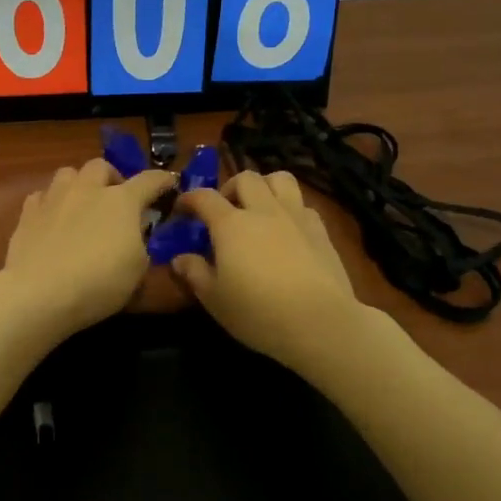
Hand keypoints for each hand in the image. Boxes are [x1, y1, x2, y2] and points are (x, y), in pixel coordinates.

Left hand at [0, 159, 177, 343]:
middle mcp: (87, 189)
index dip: (162, 181)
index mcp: (122, 201)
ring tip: (81, 204)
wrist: (39, 293)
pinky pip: (42, 195)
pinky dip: (51, 203)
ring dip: (79, 184)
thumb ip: (141, 245)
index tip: (169, 184)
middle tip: (115, 199)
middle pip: (102, 166)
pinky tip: (52, 219)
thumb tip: (136, 234)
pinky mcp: (27, 213)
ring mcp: (54, 198)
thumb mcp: (138, 271)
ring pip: (68, 173)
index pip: (150, 180)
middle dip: (112, 178)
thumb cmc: (99, 283)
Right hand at [172, 170, 362, 368]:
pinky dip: (290, 208)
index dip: (189, 199)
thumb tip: (179, 259)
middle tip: (224, 210)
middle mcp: (263, 211)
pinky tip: (287, 230)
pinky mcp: (321, 230)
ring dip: (264, 187)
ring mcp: (296, 216)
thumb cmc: (258, 312)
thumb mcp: (214, 299)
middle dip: (229, 187)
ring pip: (280, 179)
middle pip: (245, 178)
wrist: (320, 323)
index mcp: (231, 225)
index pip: (204, 197)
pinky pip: (302, 204)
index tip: (181, 209)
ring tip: (258, 209)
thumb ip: (194, 273)